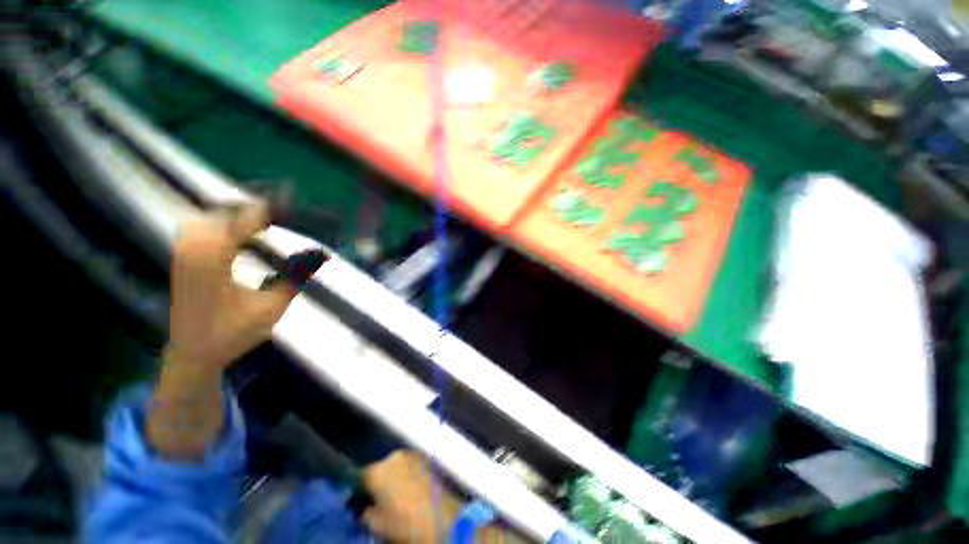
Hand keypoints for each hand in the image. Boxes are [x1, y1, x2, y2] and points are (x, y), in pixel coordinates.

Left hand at [148, 202, 306, 458]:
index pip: (246, 217)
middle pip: (227, 209)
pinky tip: (243, 228)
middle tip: (288, 203)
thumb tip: (320, 254)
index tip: (294, 194)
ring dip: (242, 210)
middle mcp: (194, 247)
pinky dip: (228, 221)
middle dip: (257, 203)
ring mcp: (185, 251)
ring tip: (271, 212)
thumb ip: (295, 278)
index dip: (272, 205)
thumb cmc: (231, 335)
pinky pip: (206, 226)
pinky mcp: (184, 257)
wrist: (192, 353)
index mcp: (213, 259)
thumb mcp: (271, 309)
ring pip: (214, 215)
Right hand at [362, 451, 461, 543]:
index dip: (355, 488)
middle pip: (378, 468)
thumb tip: (361, 506)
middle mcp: (393, 457)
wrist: (441, 517)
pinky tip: (411, 488)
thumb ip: (363, 511)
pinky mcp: (426, 457)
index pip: (357, 475)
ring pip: (394, 465)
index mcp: (376, 472)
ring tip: (396, 494)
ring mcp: (411, 454)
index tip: (355, 499)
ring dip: (392, 475)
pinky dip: (406, 473)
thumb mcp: (376, 524)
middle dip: (376, 481)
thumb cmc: (404, 523)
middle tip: (377, 499)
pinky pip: (409, 463)